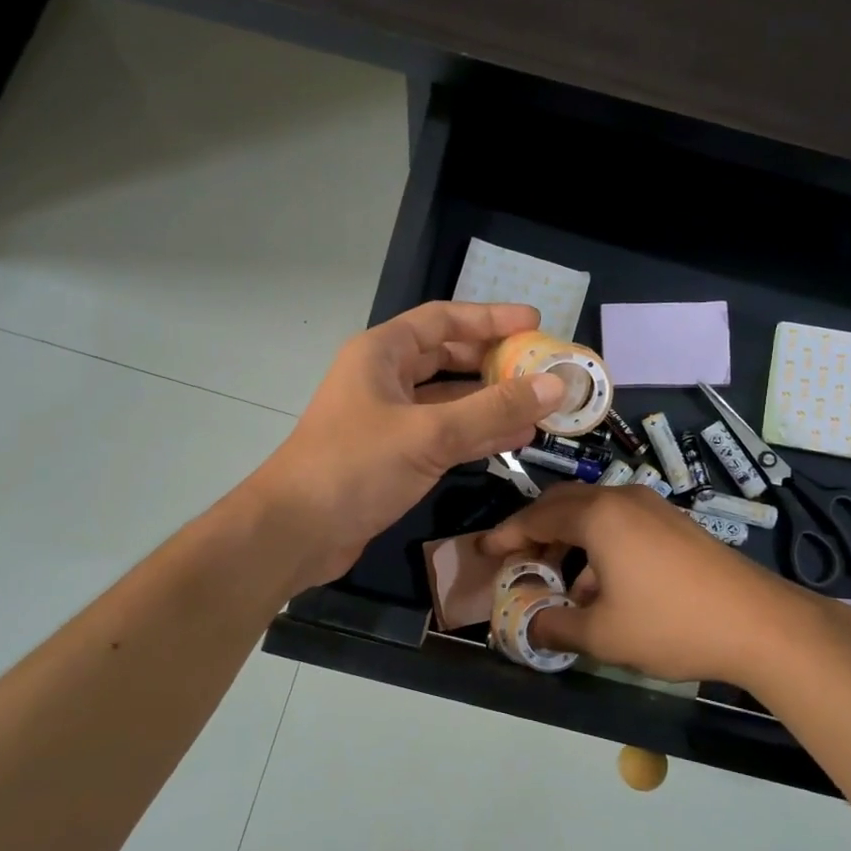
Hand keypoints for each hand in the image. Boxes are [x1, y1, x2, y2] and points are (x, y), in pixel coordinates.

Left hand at [252, 301, 567, 588]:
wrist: (296, 532)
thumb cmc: (355, 466)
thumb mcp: (429, 433)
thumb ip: (493, 409)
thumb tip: (555, 386)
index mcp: (381, 354)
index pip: (442, 320)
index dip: (489, 318)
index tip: (534, 323)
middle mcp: (384, 379)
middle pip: (447, 358)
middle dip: (493, 362)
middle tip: (540, 368)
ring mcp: (387, 419)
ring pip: (448, 400)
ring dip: (490, 402)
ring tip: (540, 407)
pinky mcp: (392, 456)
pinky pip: (443, 434)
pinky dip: (476, 434)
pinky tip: (514, 439)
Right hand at [479, 482, 830, 684]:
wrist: (760, 623)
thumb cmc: (670, 624)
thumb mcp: (603, 635)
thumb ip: (555, 627)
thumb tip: (529, 627)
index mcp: (598, 516)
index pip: (537, 517)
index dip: (506, 535)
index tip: (484, 551)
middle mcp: (622, 499)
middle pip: (563, 505)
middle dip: (535, 531)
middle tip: (517, 560)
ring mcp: (653, 507)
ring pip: (594, 514)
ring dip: (568, 541)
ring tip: (558, 581)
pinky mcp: (674, 523)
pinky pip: (620, 524)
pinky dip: (598, 545)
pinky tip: (602, 587)